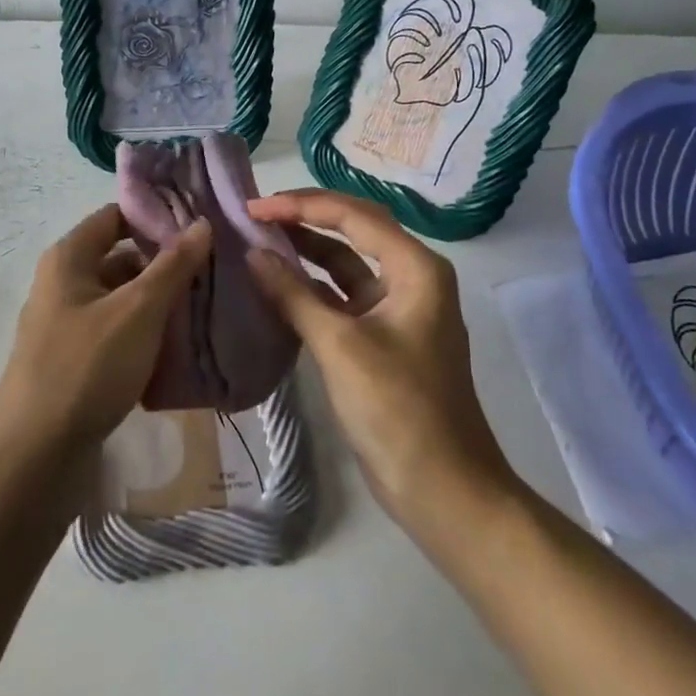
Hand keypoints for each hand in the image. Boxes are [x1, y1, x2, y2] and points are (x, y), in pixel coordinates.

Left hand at [0, 203, 212, 461]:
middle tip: (216, 269)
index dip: (156, 216)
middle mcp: (64, 285)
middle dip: (166, 265)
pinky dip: (147, 337)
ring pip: (123, 301)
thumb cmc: (86, 368)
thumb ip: (172, 266)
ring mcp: (68, 326)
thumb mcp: (138, 311)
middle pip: (122, 259)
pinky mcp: (76, 364)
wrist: (34, 458)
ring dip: (161, 304)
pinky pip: (118, 336)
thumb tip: (201, 223)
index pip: (116, 216)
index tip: (202, 224)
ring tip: (210, 306)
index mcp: (69, 259)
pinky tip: (183, 349)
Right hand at [243, 189, 519, 528]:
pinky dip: (309, 288)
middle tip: (254, 214)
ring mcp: (396, 308)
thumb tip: (252, 252)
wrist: (442, 490)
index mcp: (415, 268)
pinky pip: (341, 297)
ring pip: (345, 264)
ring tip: (257, 240)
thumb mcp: (340, 346)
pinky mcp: (380, 337)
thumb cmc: (398, 410)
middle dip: (303, 219)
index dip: (301, 205)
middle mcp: (410, 277)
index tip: (253, 207)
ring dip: (304, 252)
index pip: (353, 216)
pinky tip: (275, 285)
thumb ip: (293, 294)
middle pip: (352, 231)